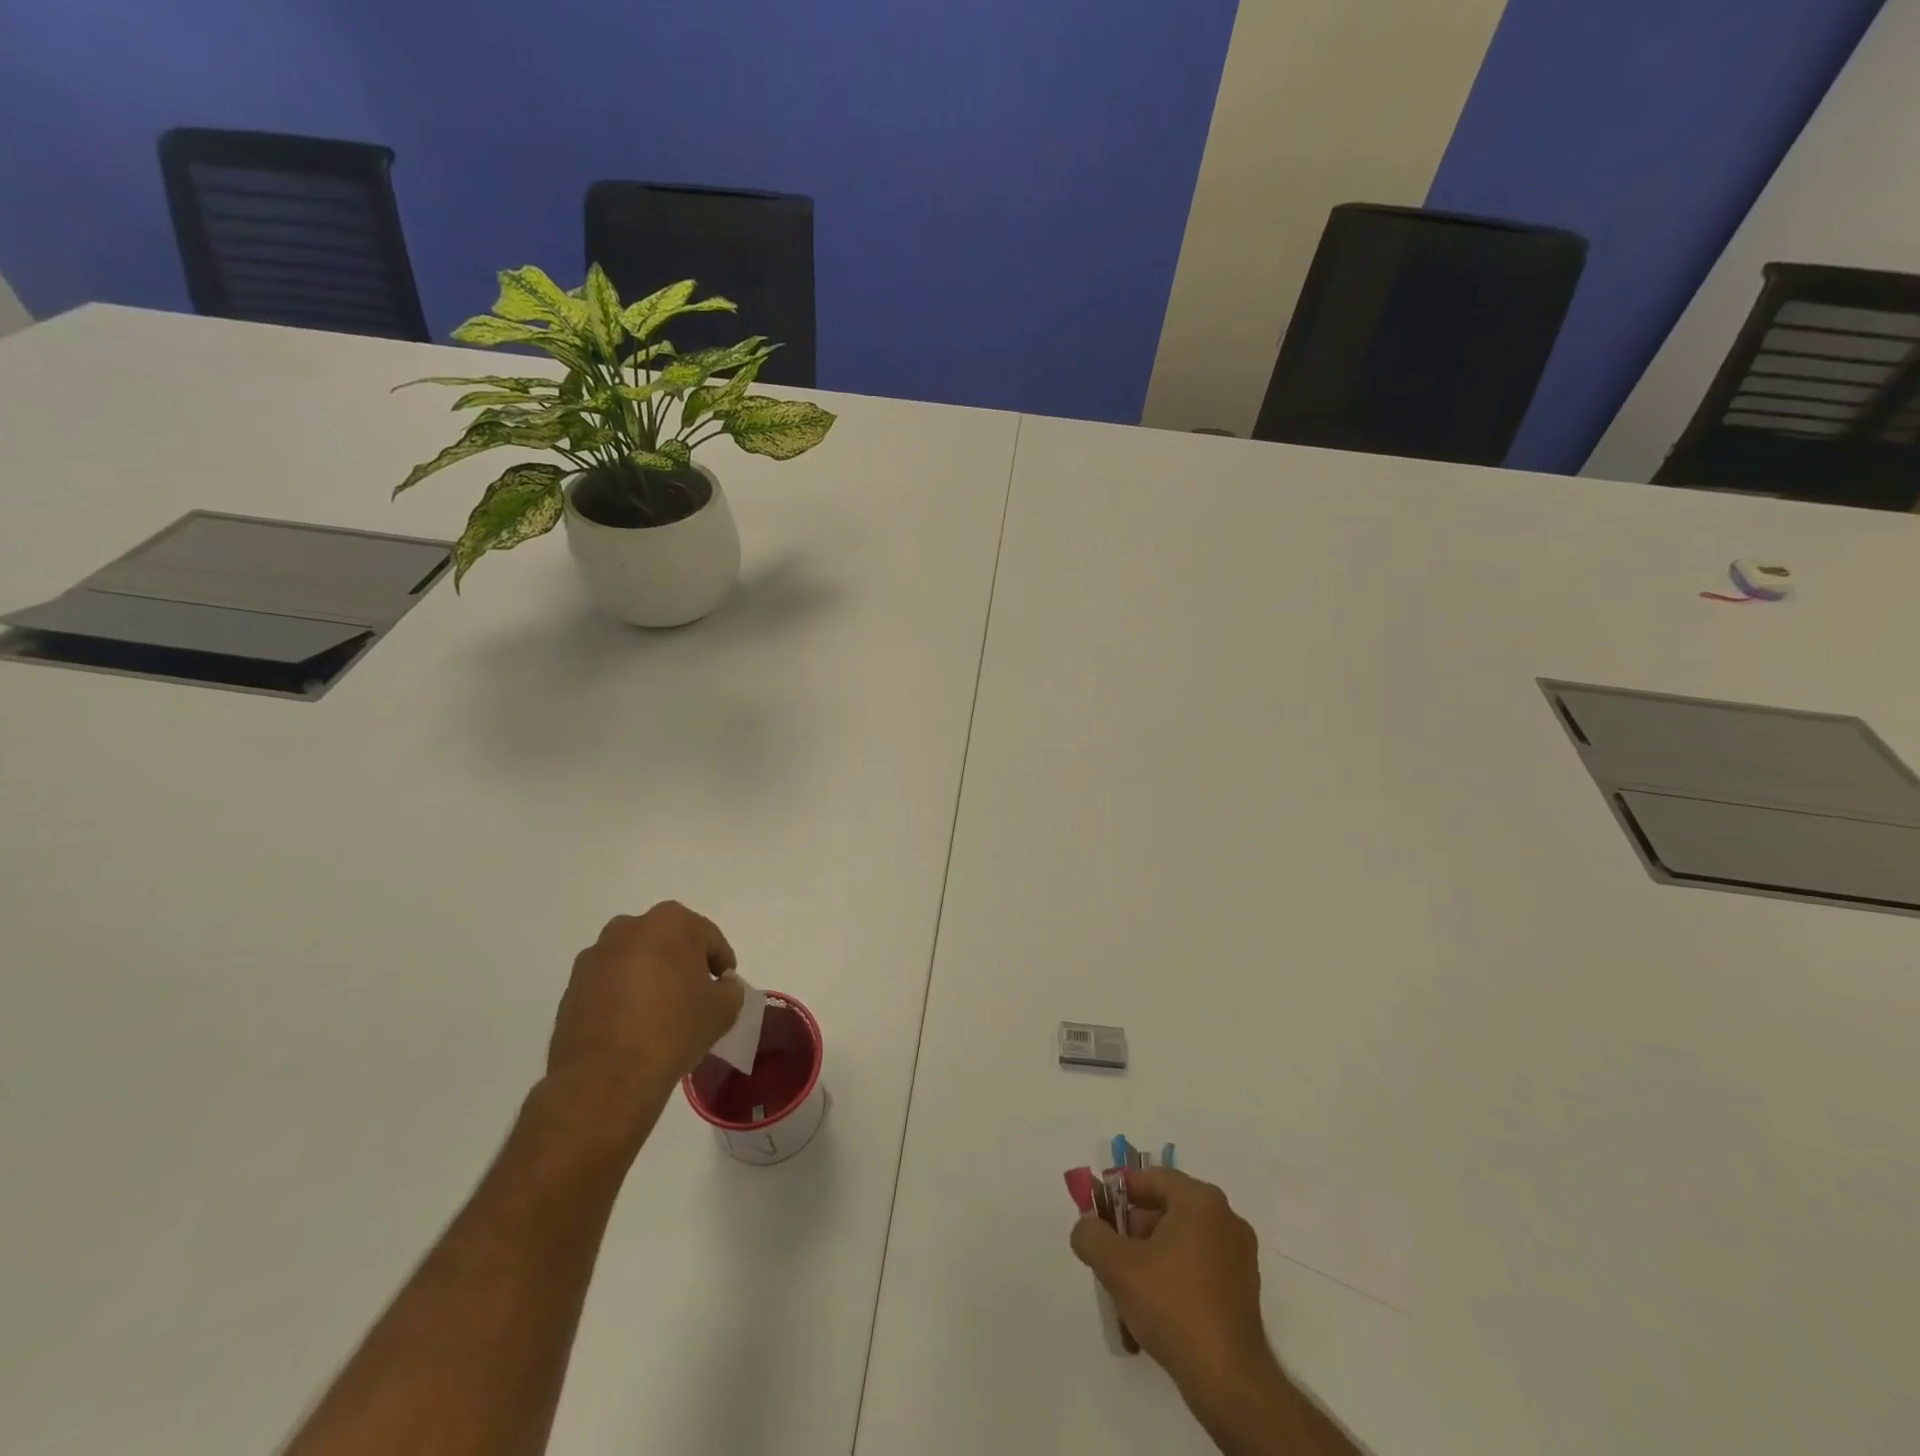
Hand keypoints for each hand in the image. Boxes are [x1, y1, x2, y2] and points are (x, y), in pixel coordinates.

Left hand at [548, 902, 744, 1095]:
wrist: (606, 1077)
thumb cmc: (674, 1030)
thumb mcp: (724, 1009)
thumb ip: (730, 988)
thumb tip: (720, 985)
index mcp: (670, 922)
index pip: (708, 937)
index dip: (721, 962)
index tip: (724, 986)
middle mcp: (629, 928)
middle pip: (668, 941)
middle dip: (682, 963)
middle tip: (694, 995)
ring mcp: (595, 956)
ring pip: (635, 960)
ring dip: (649, 976)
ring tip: (660, 1012)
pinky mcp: (572, 986)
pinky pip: (609, 983)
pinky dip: (622, 995)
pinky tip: (632, 1025)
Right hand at [1070, 1167, 1272, 1392]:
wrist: (1228, 1381)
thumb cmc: (1172, 1306)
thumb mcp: (1117, 1265)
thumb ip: (1091, 1235)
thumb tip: (1087, 1226)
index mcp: (1200, 1201)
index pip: (1152, 1179)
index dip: (1119, 1192)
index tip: (1097, 1214)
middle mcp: (1225, 1219)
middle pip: (1166, 1210)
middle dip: (1132, 1231)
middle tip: (1110, 1256)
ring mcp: (1239, 1256)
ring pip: (1180, 1243)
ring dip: (1150, 1259)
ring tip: (1126, 1292)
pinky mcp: (1243, 1291)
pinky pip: (1198, 1269)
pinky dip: (1173, 1280)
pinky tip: (1153, 1313)